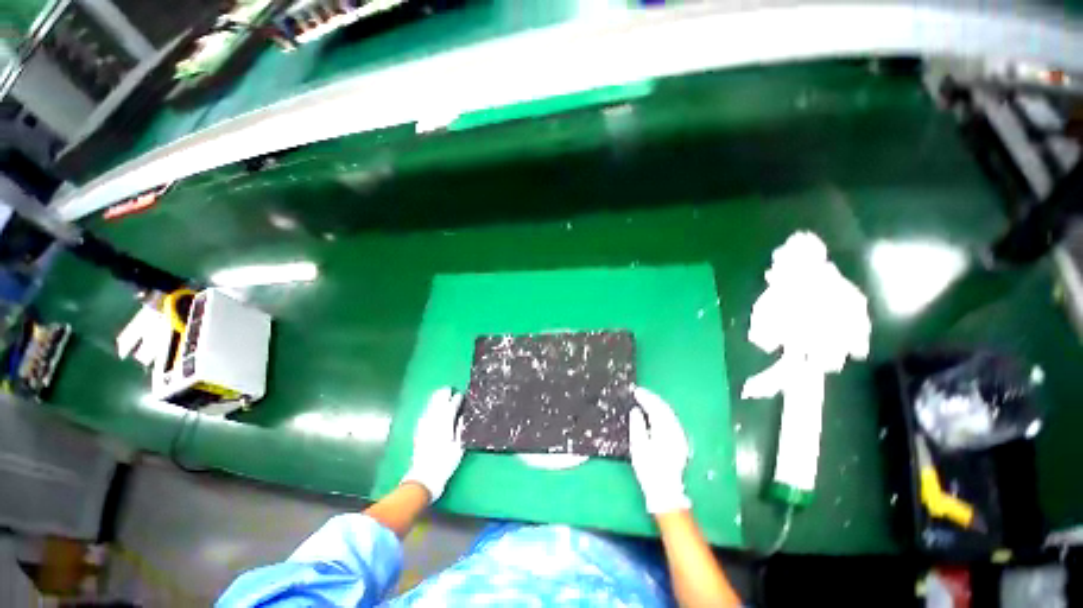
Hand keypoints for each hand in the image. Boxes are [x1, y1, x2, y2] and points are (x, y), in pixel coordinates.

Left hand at [401, 387, 463, 501]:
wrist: (423, 478)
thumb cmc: (445, 464)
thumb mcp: (458, 448)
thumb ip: (460, 430)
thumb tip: (463, 417)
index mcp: (445, 426)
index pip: (451, 408)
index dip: (456, 400)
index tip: (460, 395)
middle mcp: (433, 424)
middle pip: (438, 405)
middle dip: (443, 396)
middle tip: (448, 389)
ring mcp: (424, 428)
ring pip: (430, 409)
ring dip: (434, 400)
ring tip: (439, 393)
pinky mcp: (418, 433)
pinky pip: (424, 416)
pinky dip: (428, 409)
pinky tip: (429, 408)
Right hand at [629, 386, 690, 513]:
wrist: (666, 490)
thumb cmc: (649, 469)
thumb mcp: (638, 447)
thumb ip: (637, 425)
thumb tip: (636, 411)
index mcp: (664, 430)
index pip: (655, 408)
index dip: (645, 397)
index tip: (636, 391)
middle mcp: (675, 431)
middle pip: (665, 408)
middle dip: (652, 398)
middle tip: (640, 392)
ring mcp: (680, 436)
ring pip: (669, 414)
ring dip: (658, 404)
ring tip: (647, 399)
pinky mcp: (680, 442)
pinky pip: (671, 420)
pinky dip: (663, 413)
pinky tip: (656, 413)